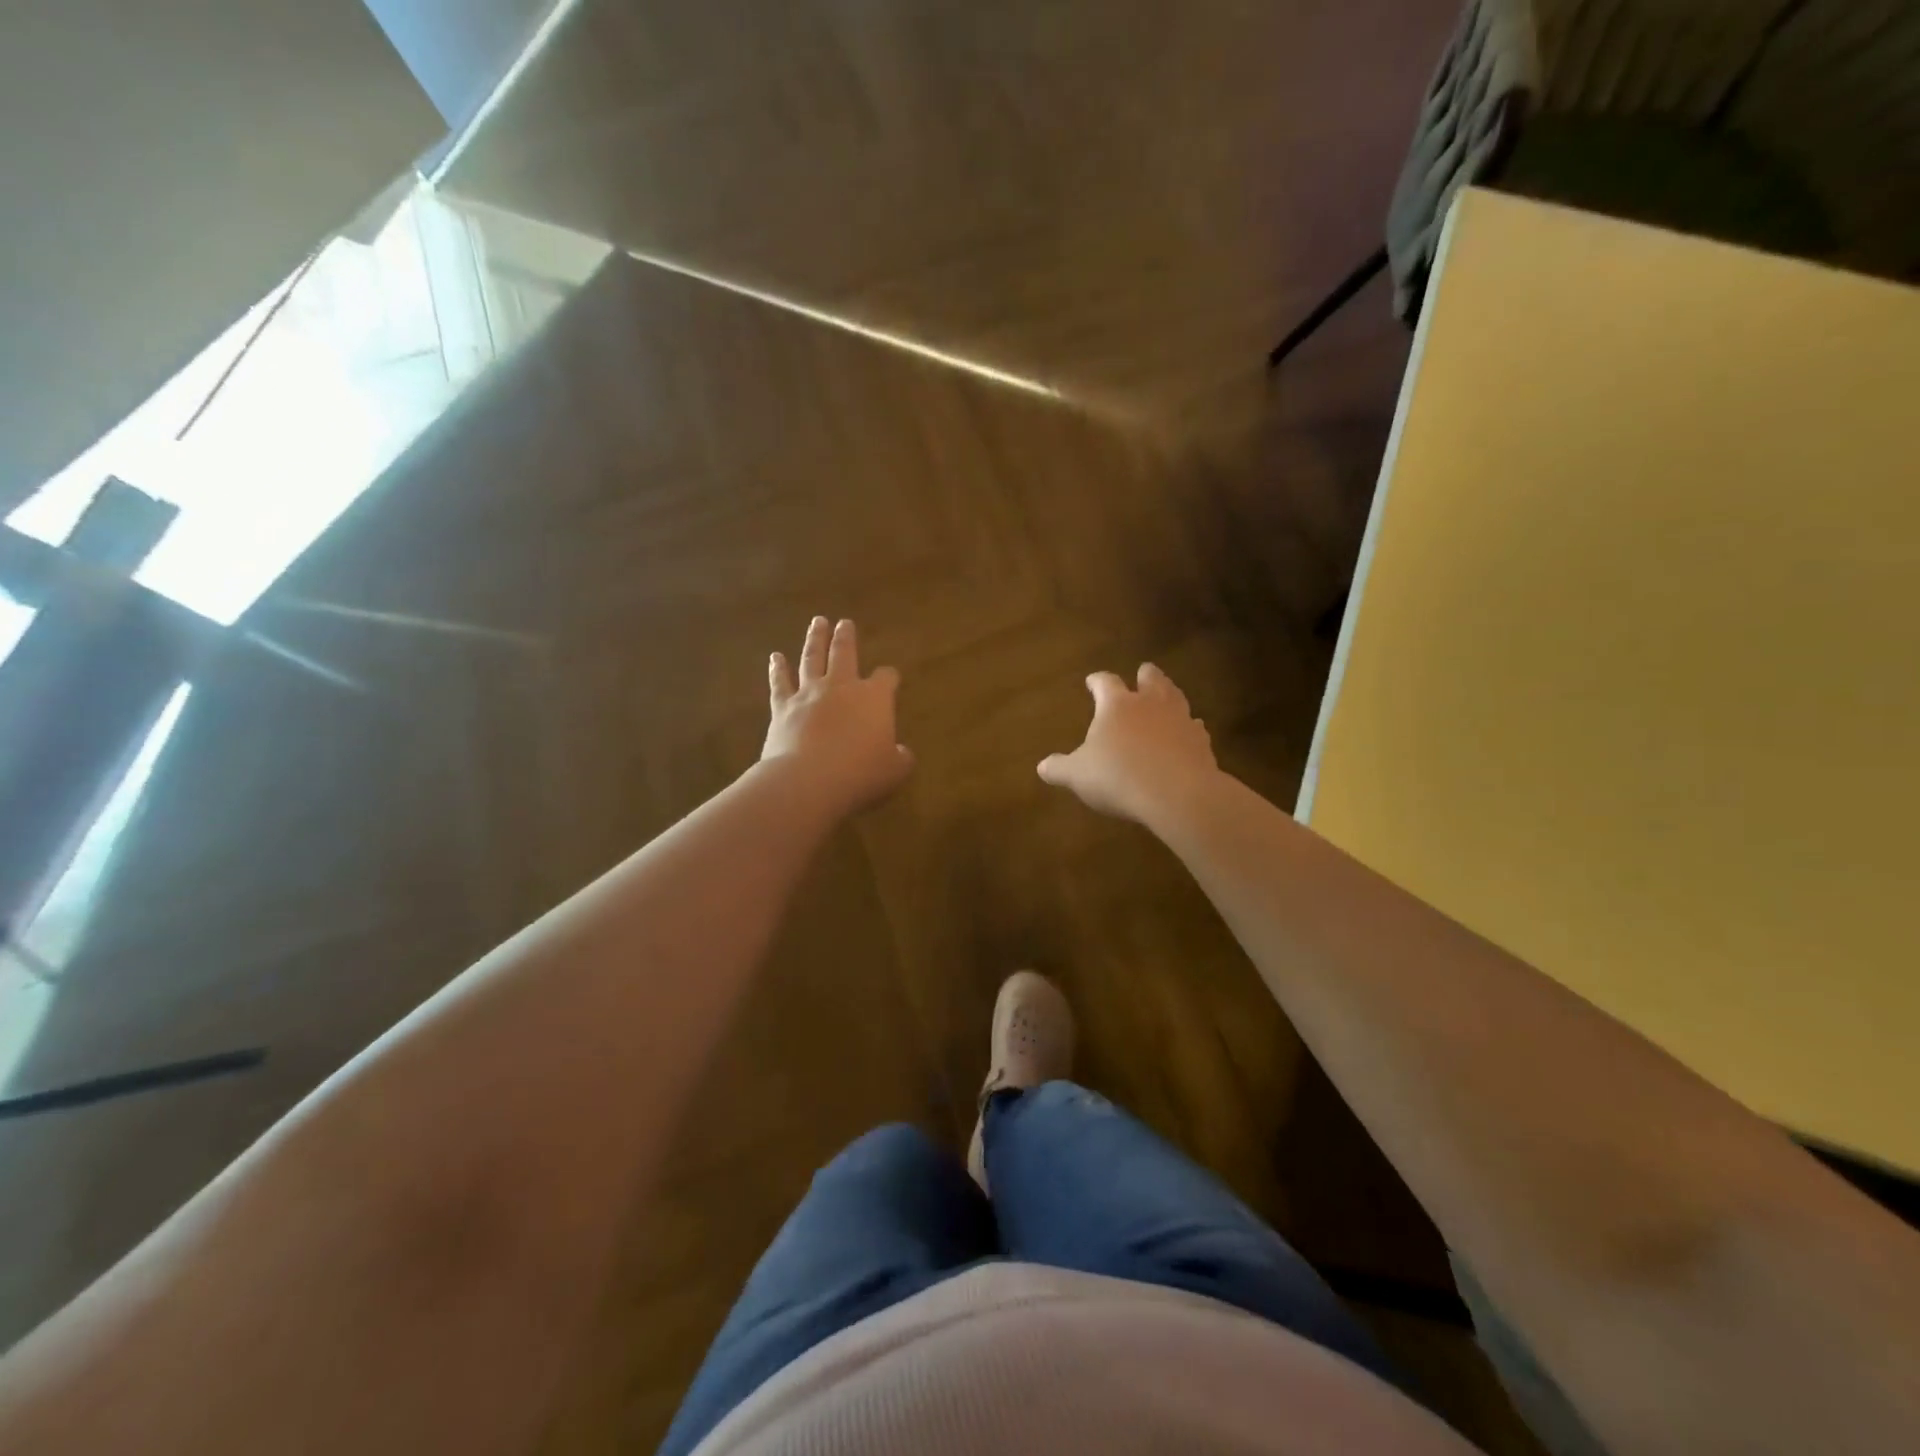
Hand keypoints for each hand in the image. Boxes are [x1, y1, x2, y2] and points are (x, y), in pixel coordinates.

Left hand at [764, 617, 913, 814]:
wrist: (808, 780)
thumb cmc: (860, 774)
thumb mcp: (894, 770)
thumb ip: (901, 758)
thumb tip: (902, 753)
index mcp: (874, 698)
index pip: (886, 678)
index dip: (889, 677)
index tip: (890, 677)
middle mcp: (841, 687)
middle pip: (844, 653)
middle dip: (846, 637)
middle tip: (844, 622)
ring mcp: (809, 694)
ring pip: (811, 658)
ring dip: (815, 639)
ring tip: (817, 623)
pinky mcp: (783, 708)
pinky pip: (780, 683)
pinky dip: (778, 669)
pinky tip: (775, 657)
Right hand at [1038, 664, 1219, 824]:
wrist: (1177, 794)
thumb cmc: (1118, 777)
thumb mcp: (1078, 775)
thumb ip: (1059, 768)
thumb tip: (1042, 766)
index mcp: (1117, 705)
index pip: (1105, 682)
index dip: (1097, 680)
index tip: (1091, 680)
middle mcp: (1150, 703)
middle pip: (1150, 678)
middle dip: (1144, 675)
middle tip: (1142, 673)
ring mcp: (1180, 719)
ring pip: (1176, 696)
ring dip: (1169, 695)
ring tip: (1166, 697)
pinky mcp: (1201, 741)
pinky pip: (1194, 726)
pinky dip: (1188, 727)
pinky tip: (1188, 733)